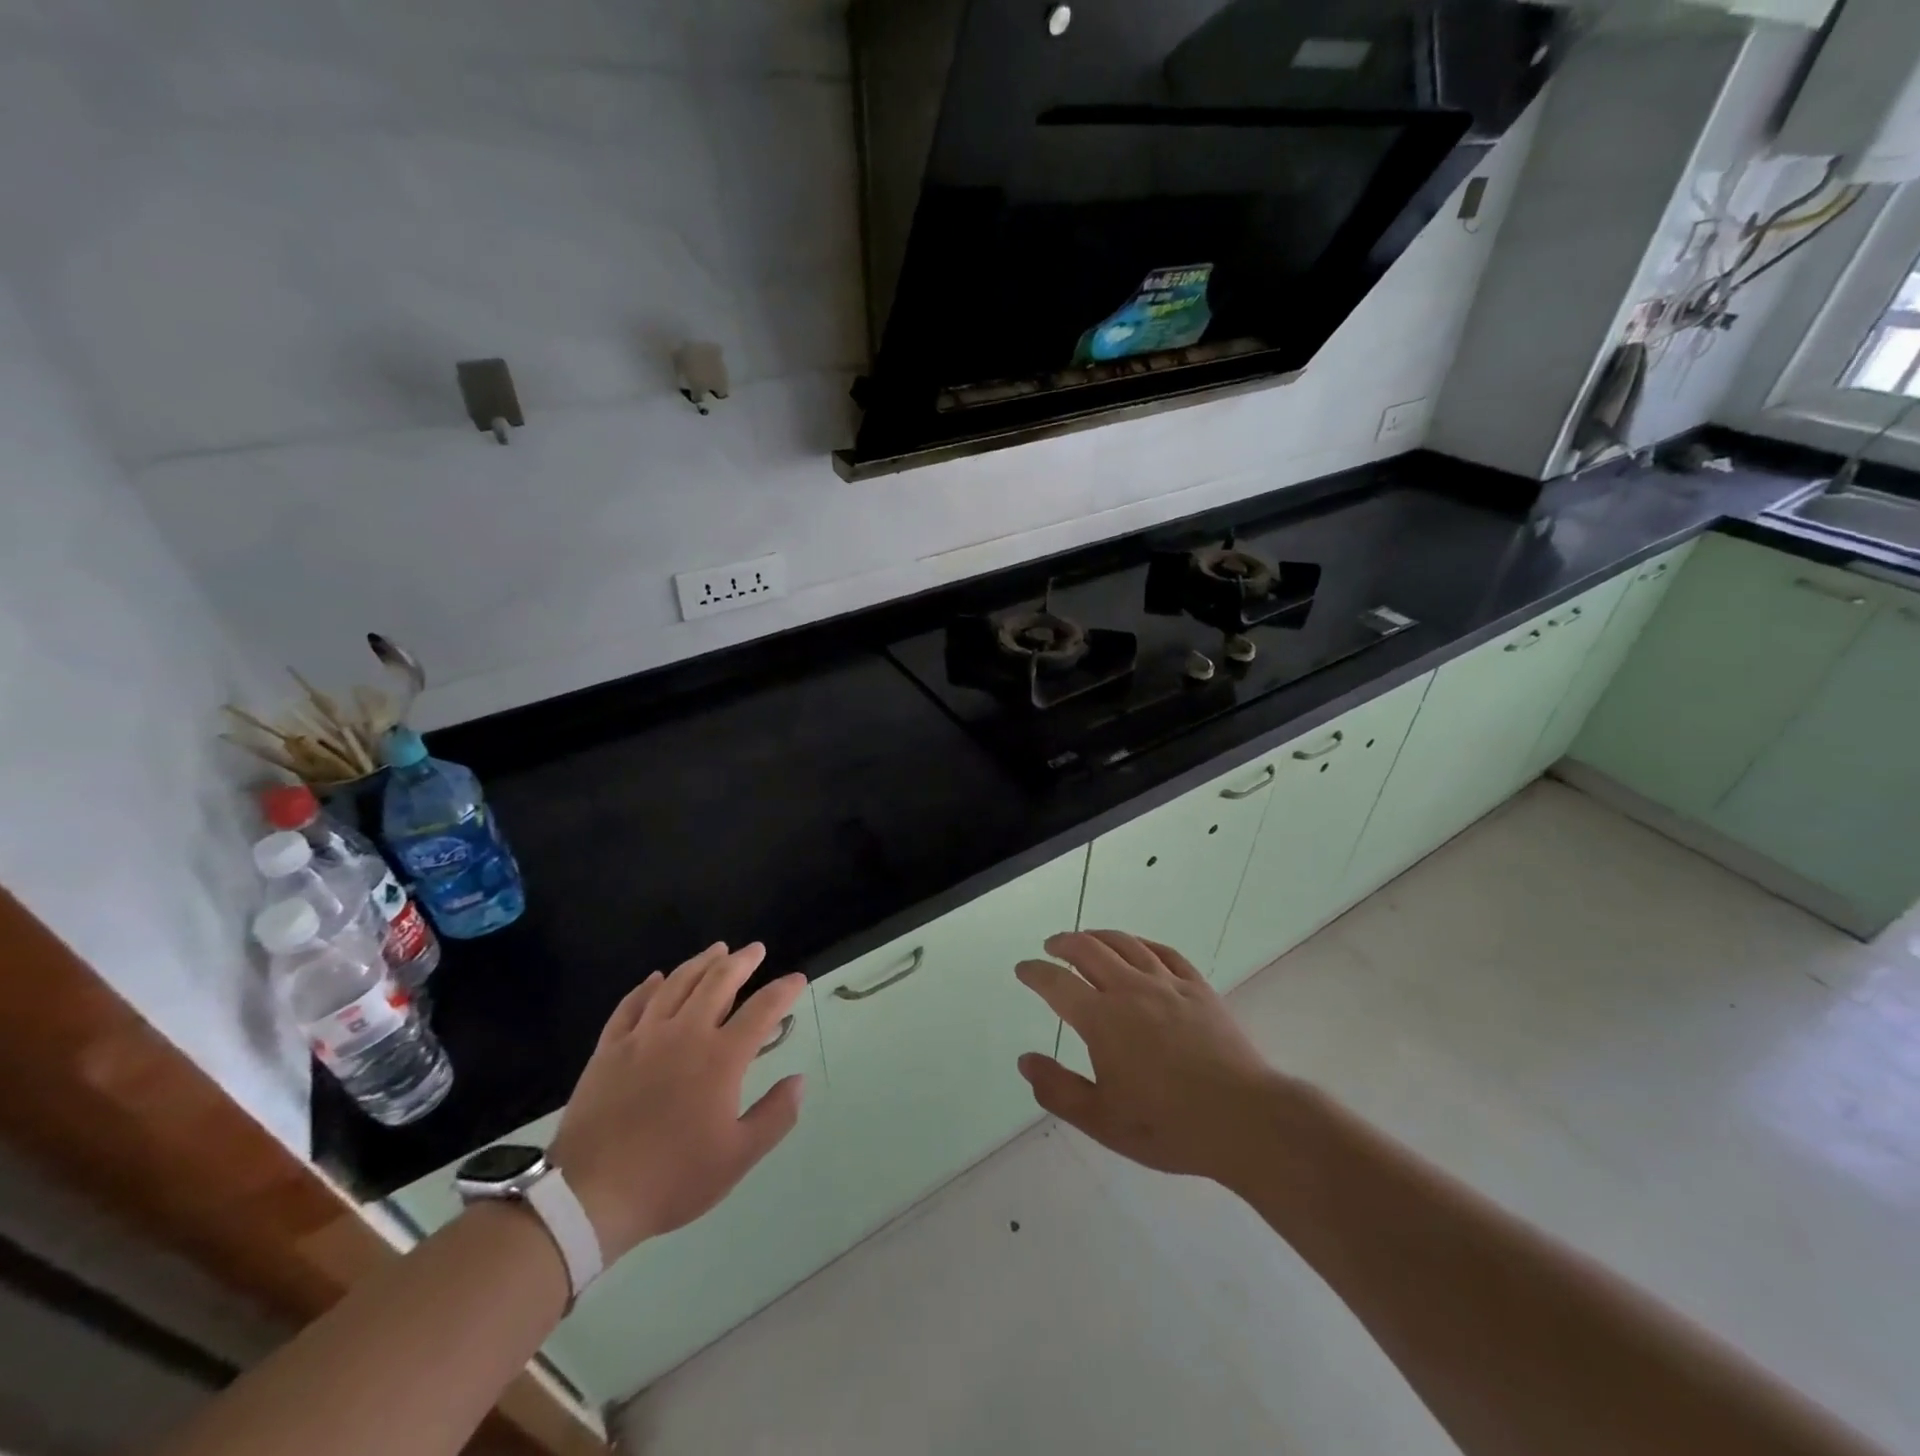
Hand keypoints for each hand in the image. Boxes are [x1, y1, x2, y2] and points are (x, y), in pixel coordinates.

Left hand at [548, 943, 806, 1262]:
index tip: (797, 979)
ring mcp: (643, 1037)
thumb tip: (799, 1080)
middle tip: (755, 949)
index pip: (762, 1009)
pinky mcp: (609, 1049)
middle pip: (718, 982)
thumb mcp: (737, 1157)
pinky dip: (647, 987)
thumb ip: (775, 1115)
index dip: (784, 990)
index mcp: (721, 1057)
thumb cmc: (672, 1178)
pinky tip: (656, 978)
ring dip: (701, 962)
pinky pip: (631, 1005)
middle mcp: (685, 1033)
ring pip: (676, 984)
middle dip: (741, 961)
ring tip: (717, 949)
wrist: (590, 1196)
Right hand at [1014, 930, 1290, 1184]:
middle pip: (1089, 949)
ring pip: (1126, 943)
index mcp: (1102, 1019)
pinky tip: (1138, 947)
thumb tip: (1026, 1060)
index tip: (1023, 969)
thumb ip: (1059, 1089)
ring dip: (1099, 936)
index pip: (1057, 983)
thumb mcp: (1102, 1121)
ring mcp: (1167, 984)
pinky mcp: (1198, 988)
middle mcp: (1130, 989)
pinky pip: (1164, 952)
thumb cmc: (1168, 1125)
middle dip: (1064, 943)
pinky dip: (1142, 943)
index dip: (1035, 972)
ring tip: (1087, 938)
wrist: (1244, 1119)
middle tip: (1051, 946)